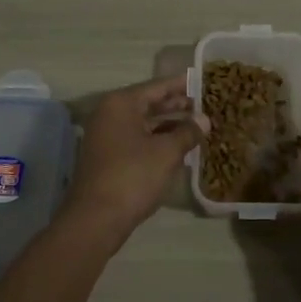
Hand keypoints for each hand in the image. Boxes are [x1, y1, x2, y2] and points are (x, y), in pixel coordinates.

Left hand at [62, 76, 199, 245]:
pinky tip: (178, 148)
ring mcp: (106, 136)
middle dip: (177, 106)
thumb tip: (204, 119)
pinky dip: (157, 140)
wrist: (95, 219)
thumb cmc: (132, 176)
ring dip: (169, 125)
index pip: (158, 86)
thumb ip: (187, 132)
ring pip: (144, 123)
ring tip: (197, 127)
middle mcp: (110, 114)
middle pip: (149, 103)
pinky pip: (137, 139)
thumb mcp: (166, 152)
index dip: (182, 85)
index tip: (203, 82)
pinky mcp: (107, 157)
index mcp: (121, 104)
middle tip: (205, 106)